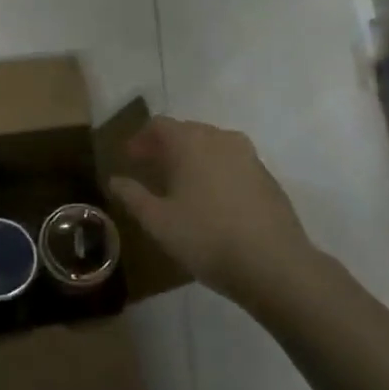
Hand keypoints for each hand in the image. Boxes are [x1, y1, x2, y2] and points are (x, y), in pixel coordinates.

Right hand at [108, 117, 314, 299]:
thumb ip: (133, 196)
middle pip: (186, 131)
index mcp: (190, 142)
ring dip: (191, 158)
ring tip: (179, 185)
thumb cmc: (207, 238)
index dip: (140, 139)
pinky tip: (211, 199)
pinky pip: (231, 162)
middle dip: (165, 147)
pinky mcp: (266, 176)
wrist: (274, 264)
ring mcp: (249, 155)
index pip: (159, 125)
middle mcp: (220, 138)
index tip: (129, 159)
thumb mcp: (158, 222)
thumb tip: (115, 180)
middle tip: (150, 170)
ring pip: (211, 146)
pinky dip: (214, 170)